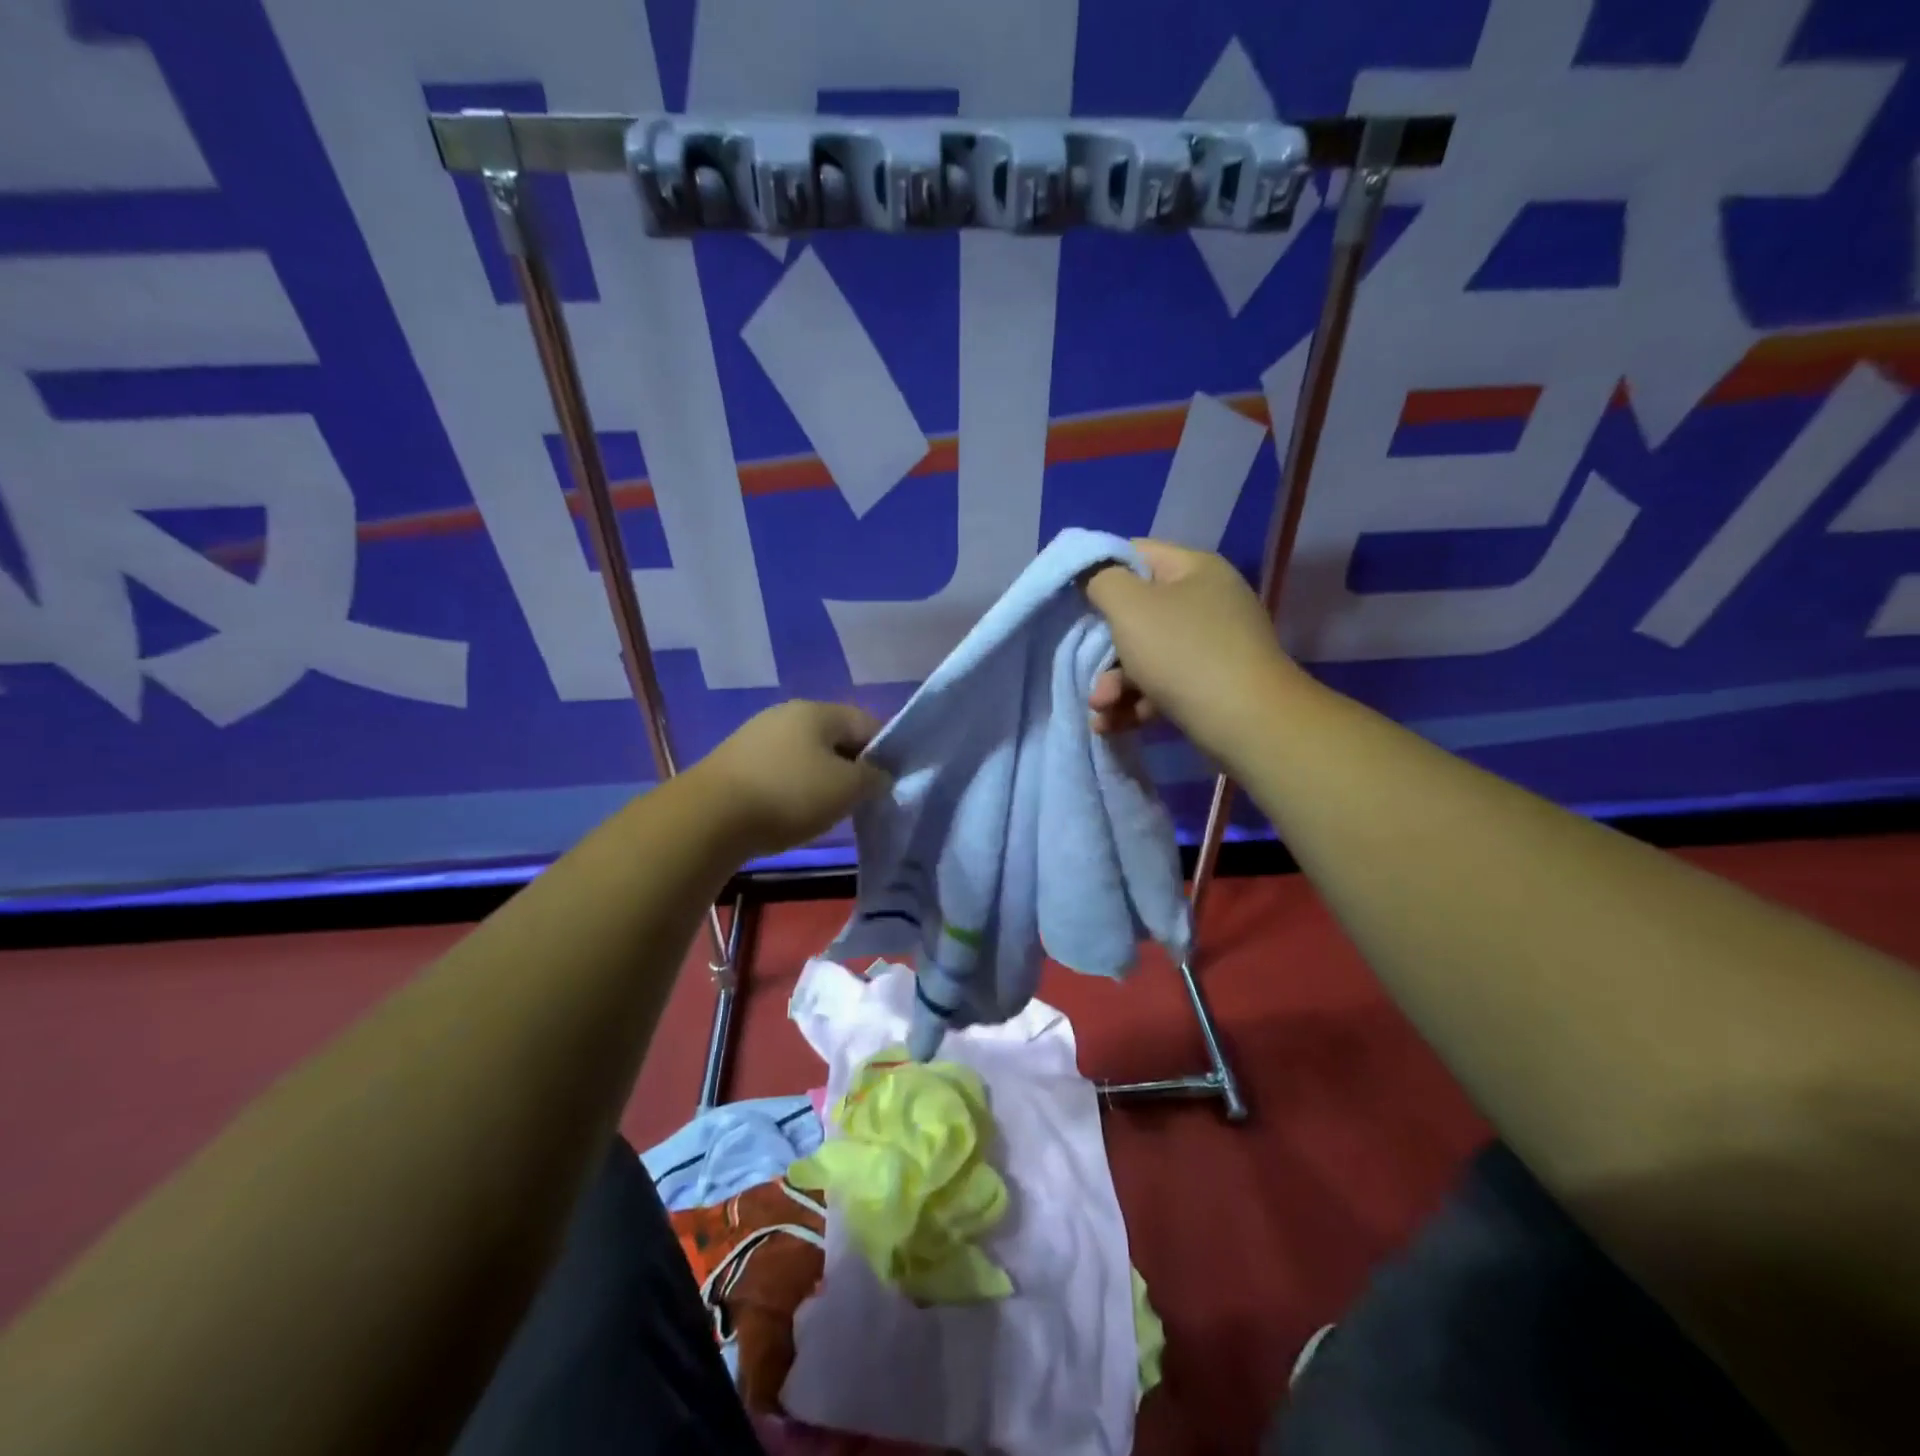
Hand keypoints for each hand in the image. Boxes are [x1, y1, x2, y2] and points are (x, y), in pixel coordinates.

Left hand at [698, 701, 889, 856]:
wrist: (709, 817)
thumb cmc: (790, 795)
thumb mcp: (847, 789)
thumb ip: (874, 778)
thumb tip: (879, 775)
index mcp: (817, 710)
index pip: (867, 722)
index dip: (885, 752)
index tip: (889, 784)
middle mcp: (786, 714)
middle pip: (834, 737)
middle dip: (852, 766)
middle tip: (860, 800)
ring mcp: (756, 735)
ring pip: (806, 754)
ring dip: (822, 778)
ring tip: (826, 810)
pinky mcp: (735, 762)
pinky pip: (780, 769)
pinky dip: (793, 787)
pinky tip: (791, 812)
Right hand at [1083, 539, 1303, 770]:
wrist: (1247, 723)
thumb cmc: (1183, 653)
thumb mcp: (1130, 607)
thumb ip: (1102, 580)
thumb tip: (1092, 574)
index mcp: (1195, 570)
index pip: (1136, 554)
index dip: (1100, 572)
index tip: (1072, 600)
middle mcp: (1208, 602)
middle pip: (1139, 613)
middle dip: (1103, 646)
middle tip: (1083, 668)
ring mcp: (1213, 646)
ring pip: (1147, 656)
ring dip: (1114, 683)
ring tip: (1099, 709)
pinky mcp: (1212, 686)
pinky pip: (1163, 687)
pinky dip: (1136, 703)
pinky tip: (1112, 725)